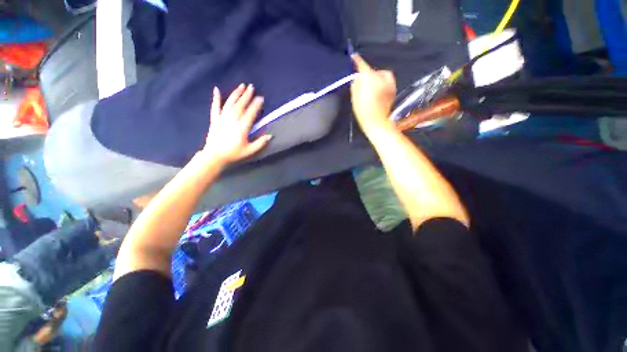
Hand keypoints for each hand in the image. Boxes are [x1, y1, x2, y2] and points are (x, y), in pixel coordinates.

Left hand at [203, 84, 271, 164]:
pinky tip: (216, 89)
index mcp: (242, 127)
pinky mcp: (214, 119)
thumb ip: (260, 143)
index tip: (261, 98)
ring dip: (236, 93)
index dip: (256, 105)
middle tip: (252, 86)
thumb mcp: (250, 150)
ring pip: (230, 103)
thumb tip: (270, 135)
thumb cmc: (234, 153)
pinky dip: (215, 98)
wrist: (215, 156)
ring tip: (241, 86)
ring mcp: (222, 118)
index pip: (250, 113)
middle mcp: (232, 120)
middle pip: (241, 105)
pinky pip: (215, 107)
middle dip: (247, 95)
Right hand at [350, 54, 396, 131]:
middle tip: (359, 80)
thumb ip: (355, 86)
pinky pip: (386, 79)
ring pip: (379, 74)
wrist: (379, 124)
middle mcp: (381, 78)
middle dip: (365, 73)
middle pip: (371, 70)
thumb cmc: (364, 114)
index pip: (362, 66)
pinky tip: (377, 88)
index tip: (353, 57)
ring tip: (368, 85)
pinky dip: (380, 80)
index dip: (357, 61)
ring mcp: (389, 83)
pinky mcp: (393, 89)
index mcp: (370, 79)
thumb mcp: (355, 100)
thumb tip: (356, 77)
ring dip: (373, 76)